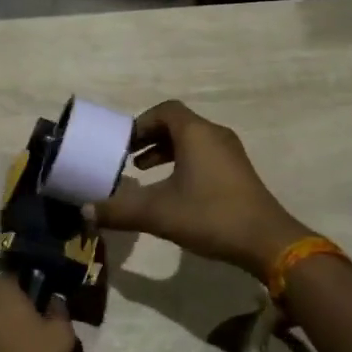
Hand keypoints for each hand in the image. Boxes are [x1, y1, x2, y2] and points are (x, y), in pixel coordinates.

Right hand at [92, 100, 311, 274]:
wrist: (267, 241)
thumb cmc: (210, 216)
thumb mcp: (158, 213)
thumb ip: (119, 210)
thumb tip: (84, 212)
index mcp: (196, 133)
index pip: (165, 110)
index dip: (140, 123)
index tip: (123, 144)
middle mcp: (214, 135)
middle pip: (178, 123)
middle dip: (150, 137)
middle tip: (128, 157)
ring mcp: (230, 153)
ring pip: (192, 140)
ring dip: (166, 151)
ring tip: (144, 173)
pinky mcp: (238, 172)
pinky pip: (204, 155)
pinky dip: (184, 162)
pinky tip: (173, 190)